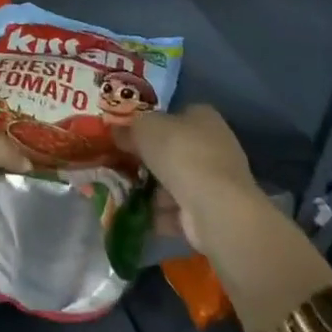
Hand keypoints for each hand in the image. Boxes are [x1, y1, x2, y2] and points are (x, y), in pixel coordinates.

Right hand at [118, 105, 261, 251]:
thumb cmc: (179, 153)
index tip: (127, 134)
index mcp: (203, 117)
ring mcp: (216, 181)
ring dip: (152, 190)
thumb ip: (128, 129)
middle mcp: (214, 146)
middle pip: (174, 150)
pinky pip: (178, 210)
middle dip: (149, 160)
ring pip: (175, 181)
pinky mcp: (212, 213)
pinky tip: (135, 216)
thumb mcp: (143, 128)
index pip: (175, 115)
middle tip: (120, 164)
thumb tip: (115, 132)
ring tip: (121, 192)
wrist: (213, 207)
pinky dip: (158, 214)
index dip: (150, 123)